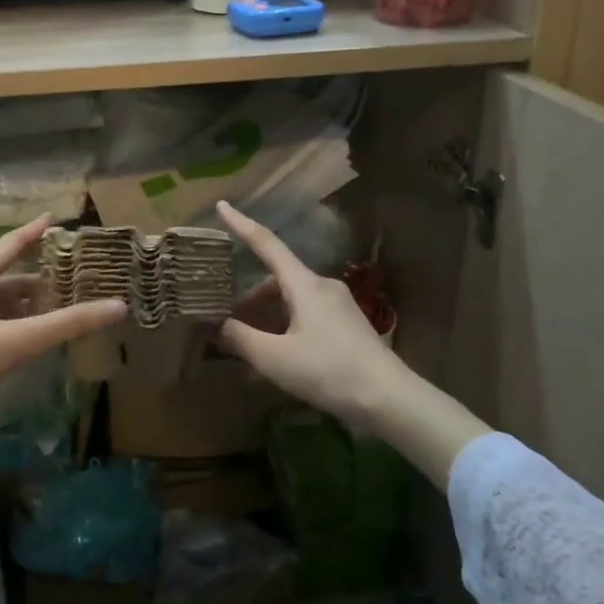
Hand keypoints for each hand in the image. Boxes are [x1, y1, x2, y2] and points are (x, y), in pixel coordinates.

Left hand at [0, 216, 125, 449]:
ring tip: (53, 311)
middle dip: (36, 277)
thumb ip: (67, 325)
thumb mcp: (17, 341)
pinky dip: (9, 326)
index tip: (55, 218)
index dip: (33, 232)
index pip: (8, 246)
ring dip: (23, 305)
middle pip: (3, 277)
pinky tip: (23, 342)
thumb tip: (118, 306)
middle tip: (69, 279)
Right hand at [214, 201, 488, 488]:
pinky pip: (307, 314)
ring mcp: (339, 304)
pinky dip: (286, 326)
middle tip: (226, 322)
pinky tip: (279, 355)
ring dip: (268, 316)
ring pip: (292, 300)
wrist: (388, 398)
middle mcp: (323, 286)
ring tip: (250, 347)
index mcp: (304, 284)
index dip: (241, 225)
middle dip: (249, 297)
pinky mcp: (348, 324)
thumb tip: (215, 324)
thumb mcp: (274, 358)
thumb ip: (239, 338)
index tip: (222, 205)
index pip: (266, 244)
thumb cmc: (328, 371)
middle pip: (276, 279)